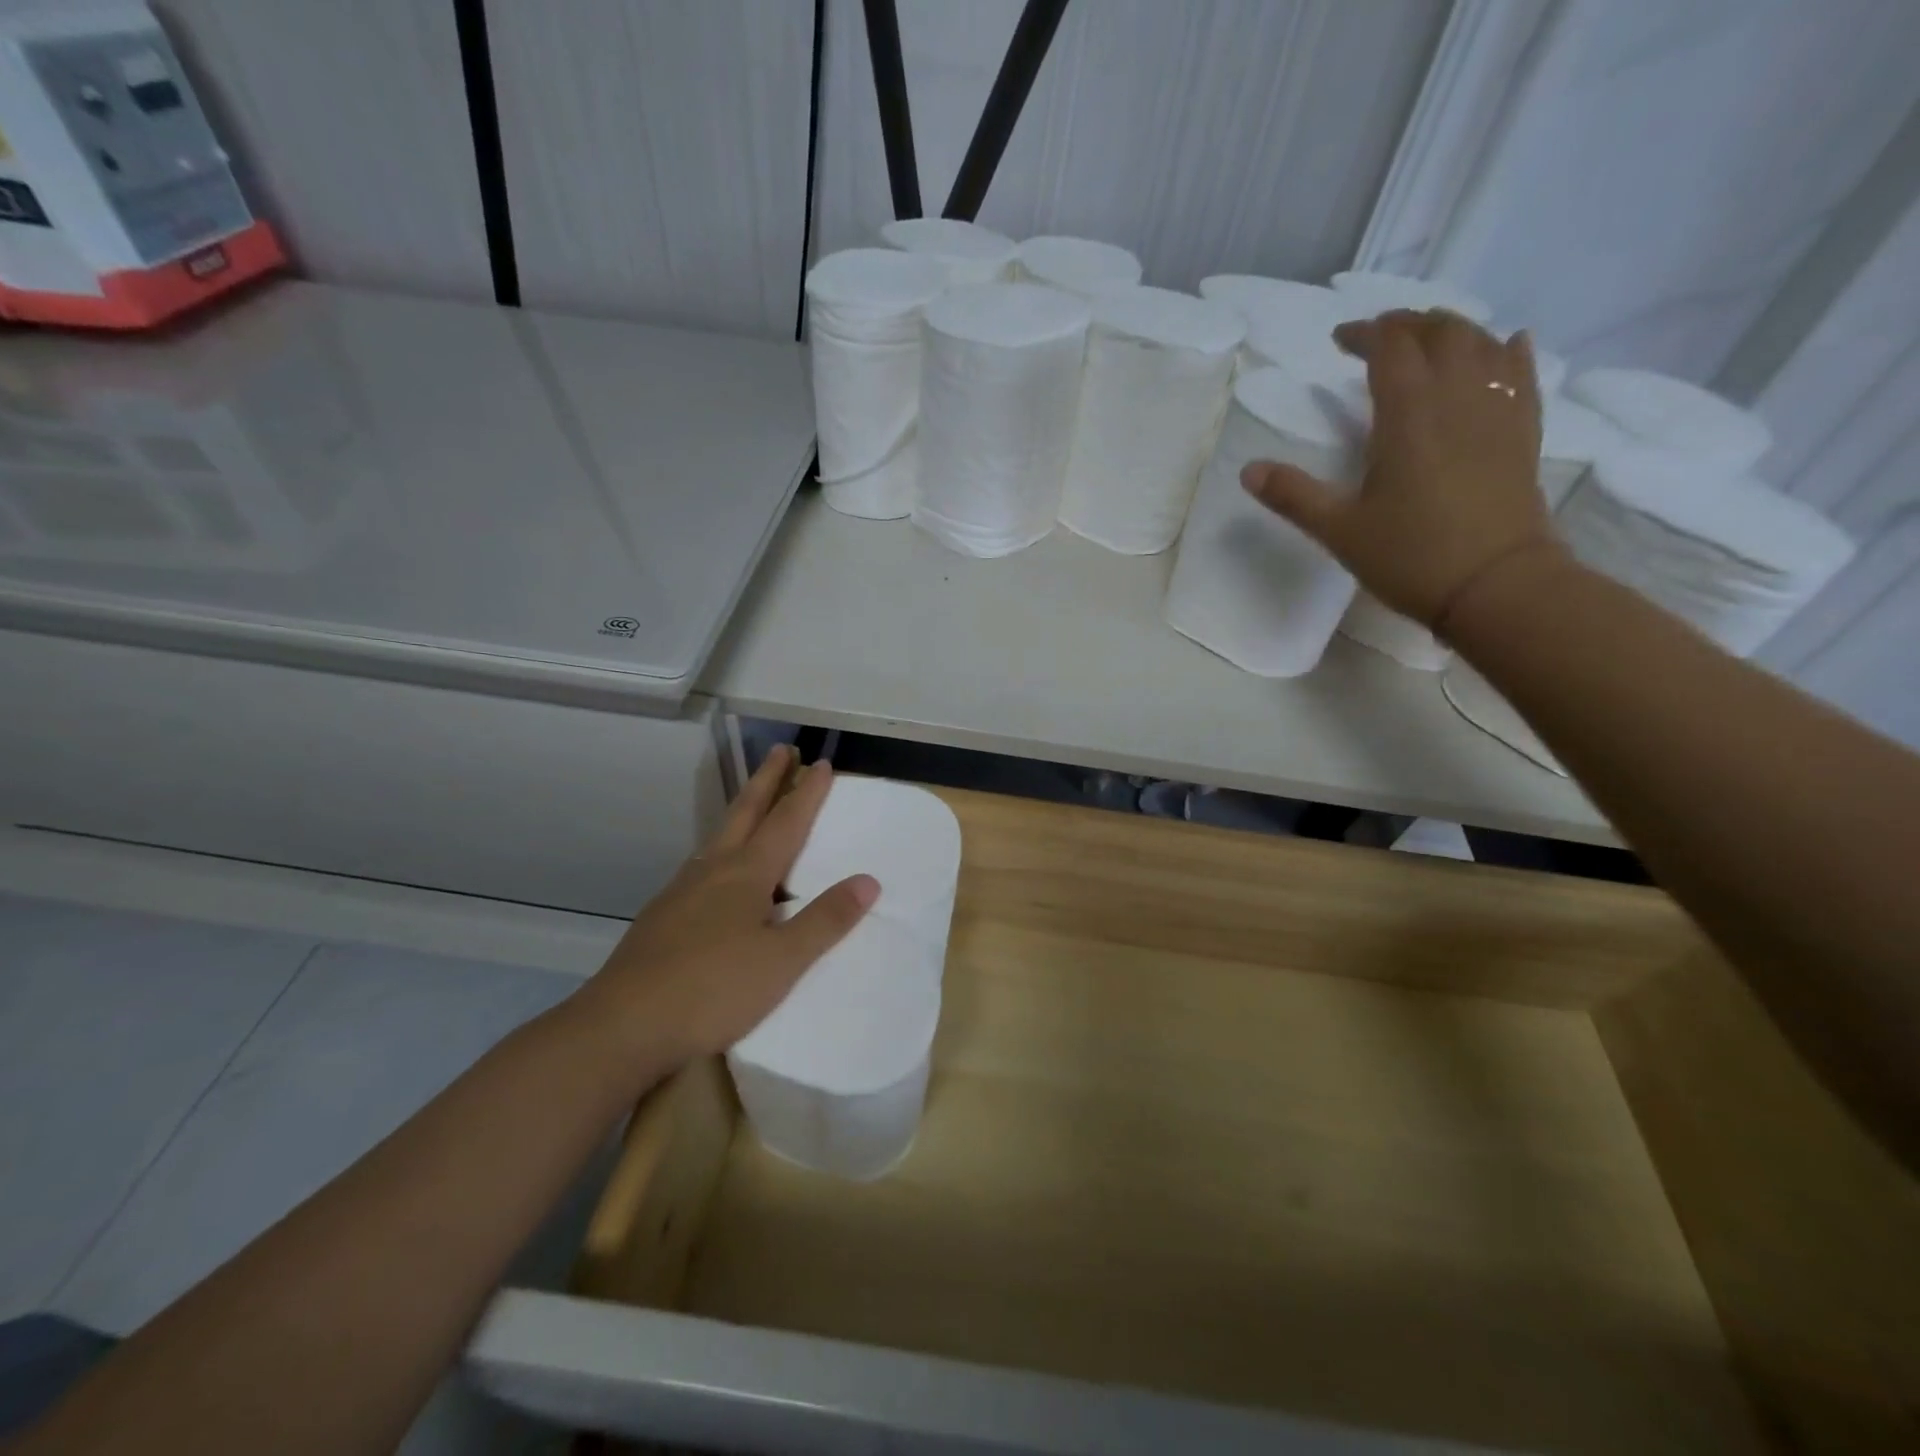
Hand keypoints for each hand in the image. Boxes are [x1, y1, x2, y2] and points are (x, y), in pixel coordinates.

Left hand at [571, 746, 877, 1073]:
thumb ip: (825, 920)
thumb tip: (868, 880)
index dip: (806, 792)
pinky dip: (720, 849)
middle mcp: (712, 870)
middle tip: (781, 750)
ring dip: (741, 811)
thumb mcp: (782, 961)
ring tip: (752, 804)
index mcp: (746, 874)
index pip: (786, 822)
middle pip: (744, 813)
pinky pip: (701, 866)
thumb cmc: (712, 990)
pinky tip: (716, 873)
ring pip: (718, 837)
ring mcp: (681, 891)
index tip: (821, 763)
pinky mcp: (661, 916)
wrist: (622, 1026)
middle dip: (767, 780)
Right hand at [1240, 308, 1558, 630]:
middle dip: (1407, 325)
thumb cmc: (1411, 556)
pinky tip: (1503, 346)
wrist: (1496, 586)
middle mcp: (1458, 396)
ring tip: (1428, 340)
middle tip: (1379, 336)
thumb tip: (1248, 471)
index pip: (1390, 348)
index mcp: (1408, 414)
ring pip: (1482, 343)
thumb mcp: (1339, 530)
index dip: (1364, 334)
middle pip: (1439, 333)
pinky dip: (1508, 350)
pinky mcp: (1524, 431)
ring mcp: (1499, 409)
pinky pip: (1522, 371)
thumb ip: (1293, 495)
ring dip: (1452, 331)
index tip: (1340, 341)